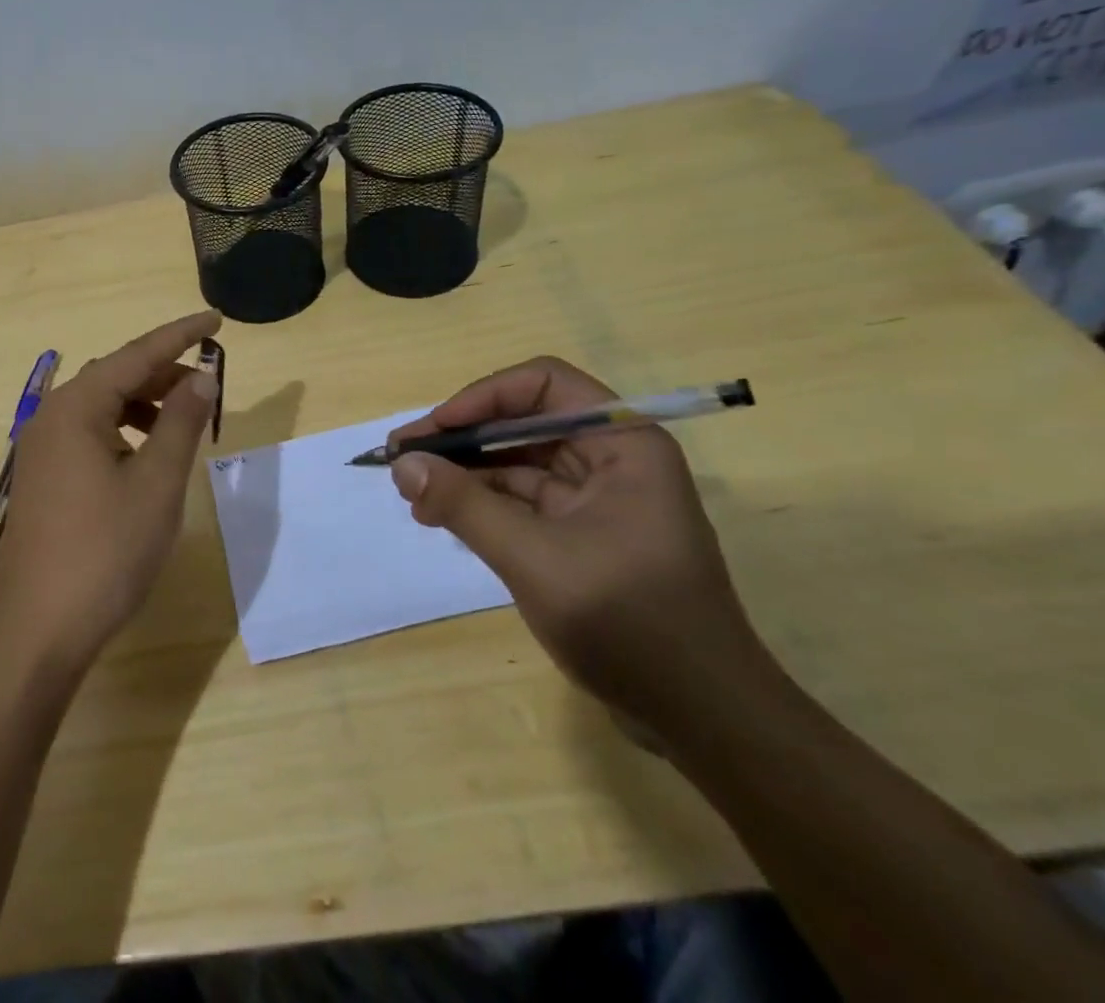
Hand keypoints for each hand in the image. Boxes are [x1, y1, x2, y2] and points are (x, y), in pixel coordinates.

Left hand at [0, 311, 222, 673]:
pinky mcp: (42, 477)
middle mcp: (51, 418)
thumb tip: (203, 377)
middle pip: (115, 377)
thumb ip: (181, 423)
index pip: (137, 355)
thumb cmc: (105, 550)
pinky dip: (124, 431)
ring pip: (101, 406)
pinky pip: (89, 434)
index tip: (216, 319)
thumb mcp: (157, 483)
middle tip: (209, 384)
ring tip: (183, 421)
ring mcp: (41, 449)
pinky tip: (147, 455)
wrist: (39, 629)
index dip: (180, 335)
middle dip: (164, 374)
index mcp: (76, 408)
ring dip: (144, 403)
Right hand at [389, 357, 777, 734]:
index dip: (483, 397)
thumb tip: (401, 464)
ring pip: (516, 461)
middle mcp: (611, 458)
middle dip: (462, 437)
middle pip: (523, 421)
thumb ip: (464, 505)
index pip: (544, 384)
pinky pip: (521, 500)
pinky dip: (480, 503)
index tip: (436, 430)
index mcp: (622, 444)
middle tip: (403, 458)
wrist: (703, 719)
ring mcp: (596, 498)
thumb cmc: (630, 624)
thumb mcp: (534, 559)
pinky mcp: (581, 533)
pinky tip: (440, 516)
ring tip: (412, 494)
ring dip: (464, 472)